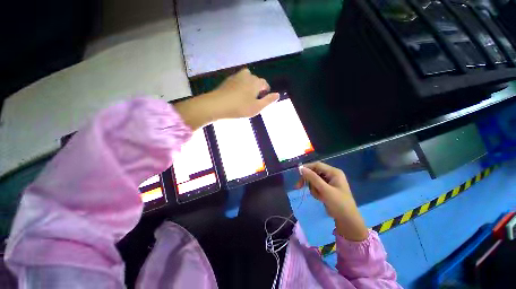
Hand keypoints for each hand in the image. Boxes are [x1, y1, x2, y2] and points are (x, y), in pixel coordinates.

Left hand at [175, 68, 278, 130]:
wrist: (217, 105)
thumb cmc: (240, 107)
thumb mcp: (257, 107)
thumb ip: (268, 101)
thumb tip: (278, 95)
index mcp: (255, 82)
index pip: (265, 84)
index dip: (266, 91)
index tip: (263, 99)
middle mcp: (247, 75)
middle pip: (255, 80)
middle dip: (257, 88)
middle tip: (254, 100)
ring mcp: (236, 76)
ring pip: (246, 79)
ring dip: (248, 85)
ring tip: (246, 97)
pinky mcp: (228, 80)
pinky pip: (238, 81)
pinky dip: (240, 86)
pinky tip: (236, 95)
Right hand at [300, 162, 367, 240]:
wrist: (347, 220)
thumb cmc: (339, 203)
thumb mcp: (325, 190)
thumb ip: (313, 178)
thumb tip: (301, 169)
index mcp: (334, 172)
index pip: (317, 165)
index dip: (307, 168)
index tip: (298, 173)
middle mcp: (331, 175)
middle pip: (314, 172)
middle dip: (308, 180)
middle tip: (298, 186)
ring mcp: (329, 182)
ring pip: (313, 180)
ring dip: (313, 188)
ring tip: (319, 197)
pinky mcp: (326, 188)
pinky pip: (316, 186)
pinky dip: (315, 192)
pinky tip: (320, 198)